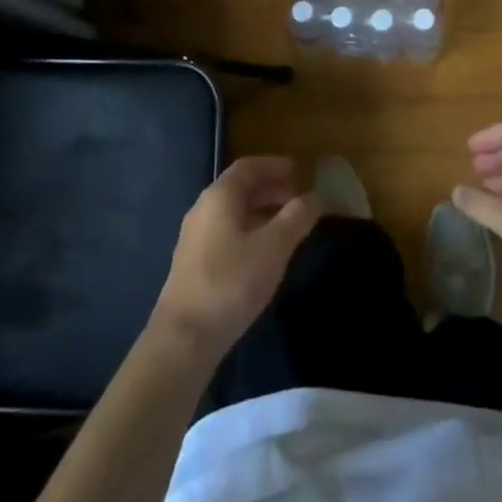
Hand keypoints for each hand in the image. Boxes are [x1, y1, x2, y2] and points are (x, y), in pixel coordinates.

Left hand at [150, 157, 321, 361]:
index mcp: (220, 196)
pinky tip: (265, 251)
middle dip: (272, 188)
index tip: (300, 171)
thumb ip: (296, 217)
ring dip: (262, 210)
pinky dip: (250, 229)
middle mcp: (204, 208)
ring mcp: (196, 235)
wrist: (184, 337)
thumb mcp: (273, 247)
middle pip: (241, 187)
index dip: (275, 165)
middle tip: (300, 198)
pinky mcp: (194, 261)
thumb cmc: (231, 282)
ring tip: (289, 225)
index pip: (249, 166)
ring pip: (234, 211)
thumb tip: (316, 196)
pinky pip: (227, 230)